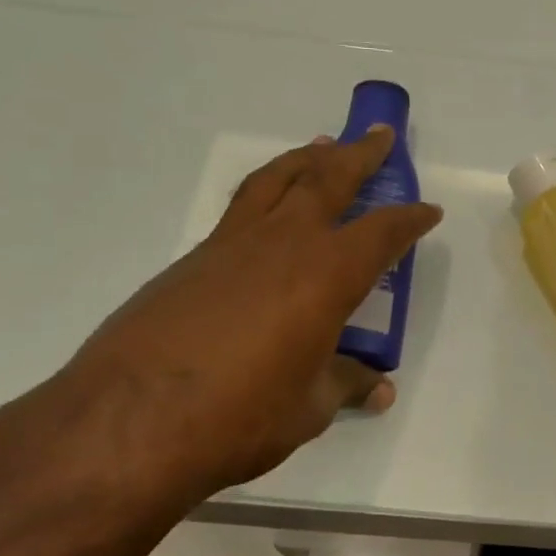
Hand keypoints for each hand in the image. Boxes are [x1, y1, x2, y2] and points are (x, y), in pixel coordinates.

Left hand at [48, 127, 440, 508]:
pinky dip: (266, 192)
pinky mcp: (192, 260)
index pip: (382, 233)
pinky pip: (241, 209)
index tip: (428, 211)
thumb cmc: (239, 416)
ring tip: (323, 146)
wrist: (127, 421)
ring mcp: (231, 245)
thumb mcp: (308, 408)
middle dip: (360, 155)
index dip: (409, 219)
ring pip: (276, 180)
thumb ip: (345, 384)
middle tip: (378, 135)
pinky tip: (268, 213)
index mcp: (326, 275)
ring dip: (306, 159)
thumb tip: (377, 388)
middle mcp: (283, 243)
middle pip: (328, 179)